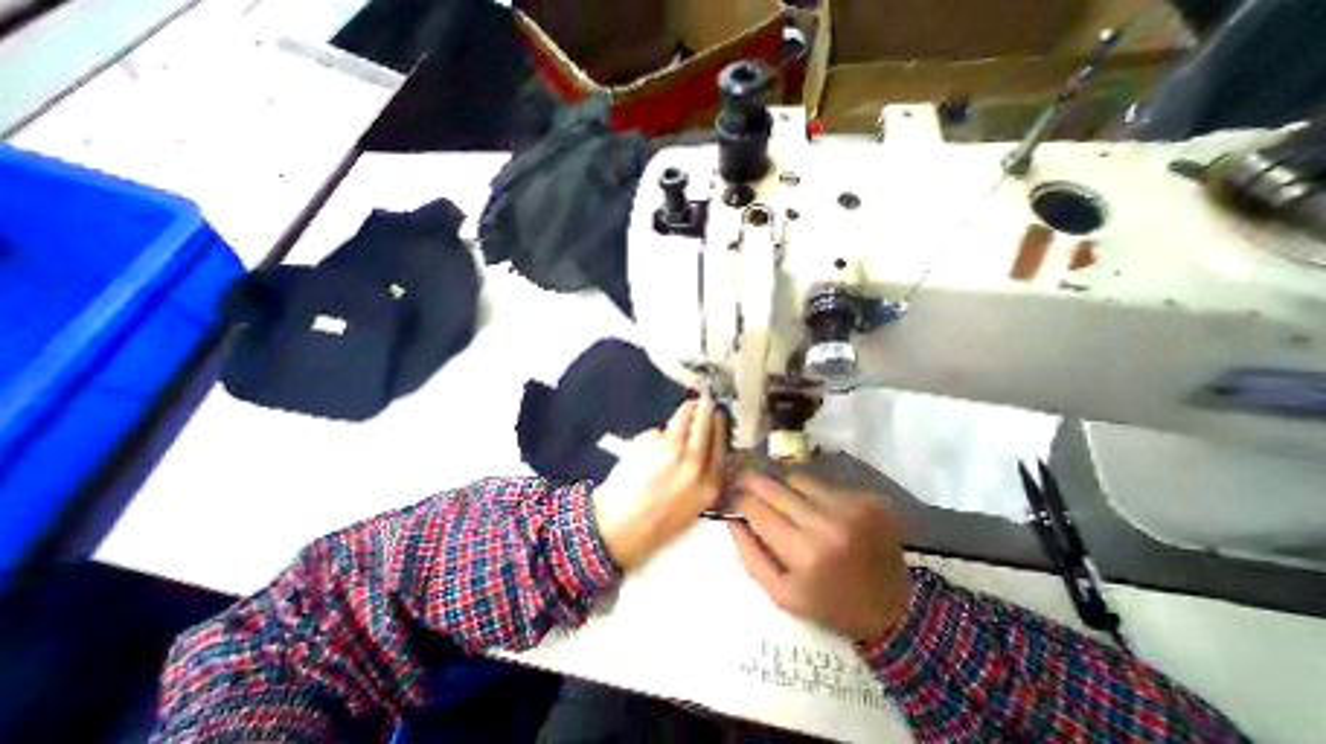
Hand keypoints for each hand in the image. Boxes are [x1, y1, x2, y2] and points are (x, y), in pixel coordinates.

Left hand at [593, 401, 729, 570]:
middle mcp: (695, 463)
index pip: (722, 445)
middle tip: (706, 401)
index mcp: (710, 484)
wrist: (621, 527)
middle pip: (705, 426)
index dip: (721, 426)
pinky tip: (652, 446)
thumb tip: (706, 446)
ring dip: (687, 410)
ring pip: (684, 418)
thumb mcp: (695, 506)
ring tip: (688, 407)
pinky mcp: (651, 442)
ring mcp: (672, 450)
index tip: (720, 415)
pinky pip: (660, 431)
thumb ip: (705, 476)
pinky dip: (659, 434)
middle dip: (707, 409)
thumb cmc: (658, 522)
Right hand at [731, 471, 919, 637]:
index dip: (738, 498)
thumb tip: (731, 518)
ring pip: (796, 478)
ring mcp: (849, 506)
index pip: (756, 508)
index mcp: (803, 553)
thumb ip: (750, 556)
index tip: (730, 496)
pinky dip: (810, 491)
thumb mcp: (782, 594)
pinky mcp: (866, 498)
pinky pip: (822, 482)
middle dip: (751, 480)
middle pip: (773, 486)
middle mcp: (826, 523)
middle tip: (741, 479)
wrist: (894, 608)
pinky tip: (814, 506)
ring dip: (783, 486)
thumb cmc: (830, 604)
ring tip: (784, 500)